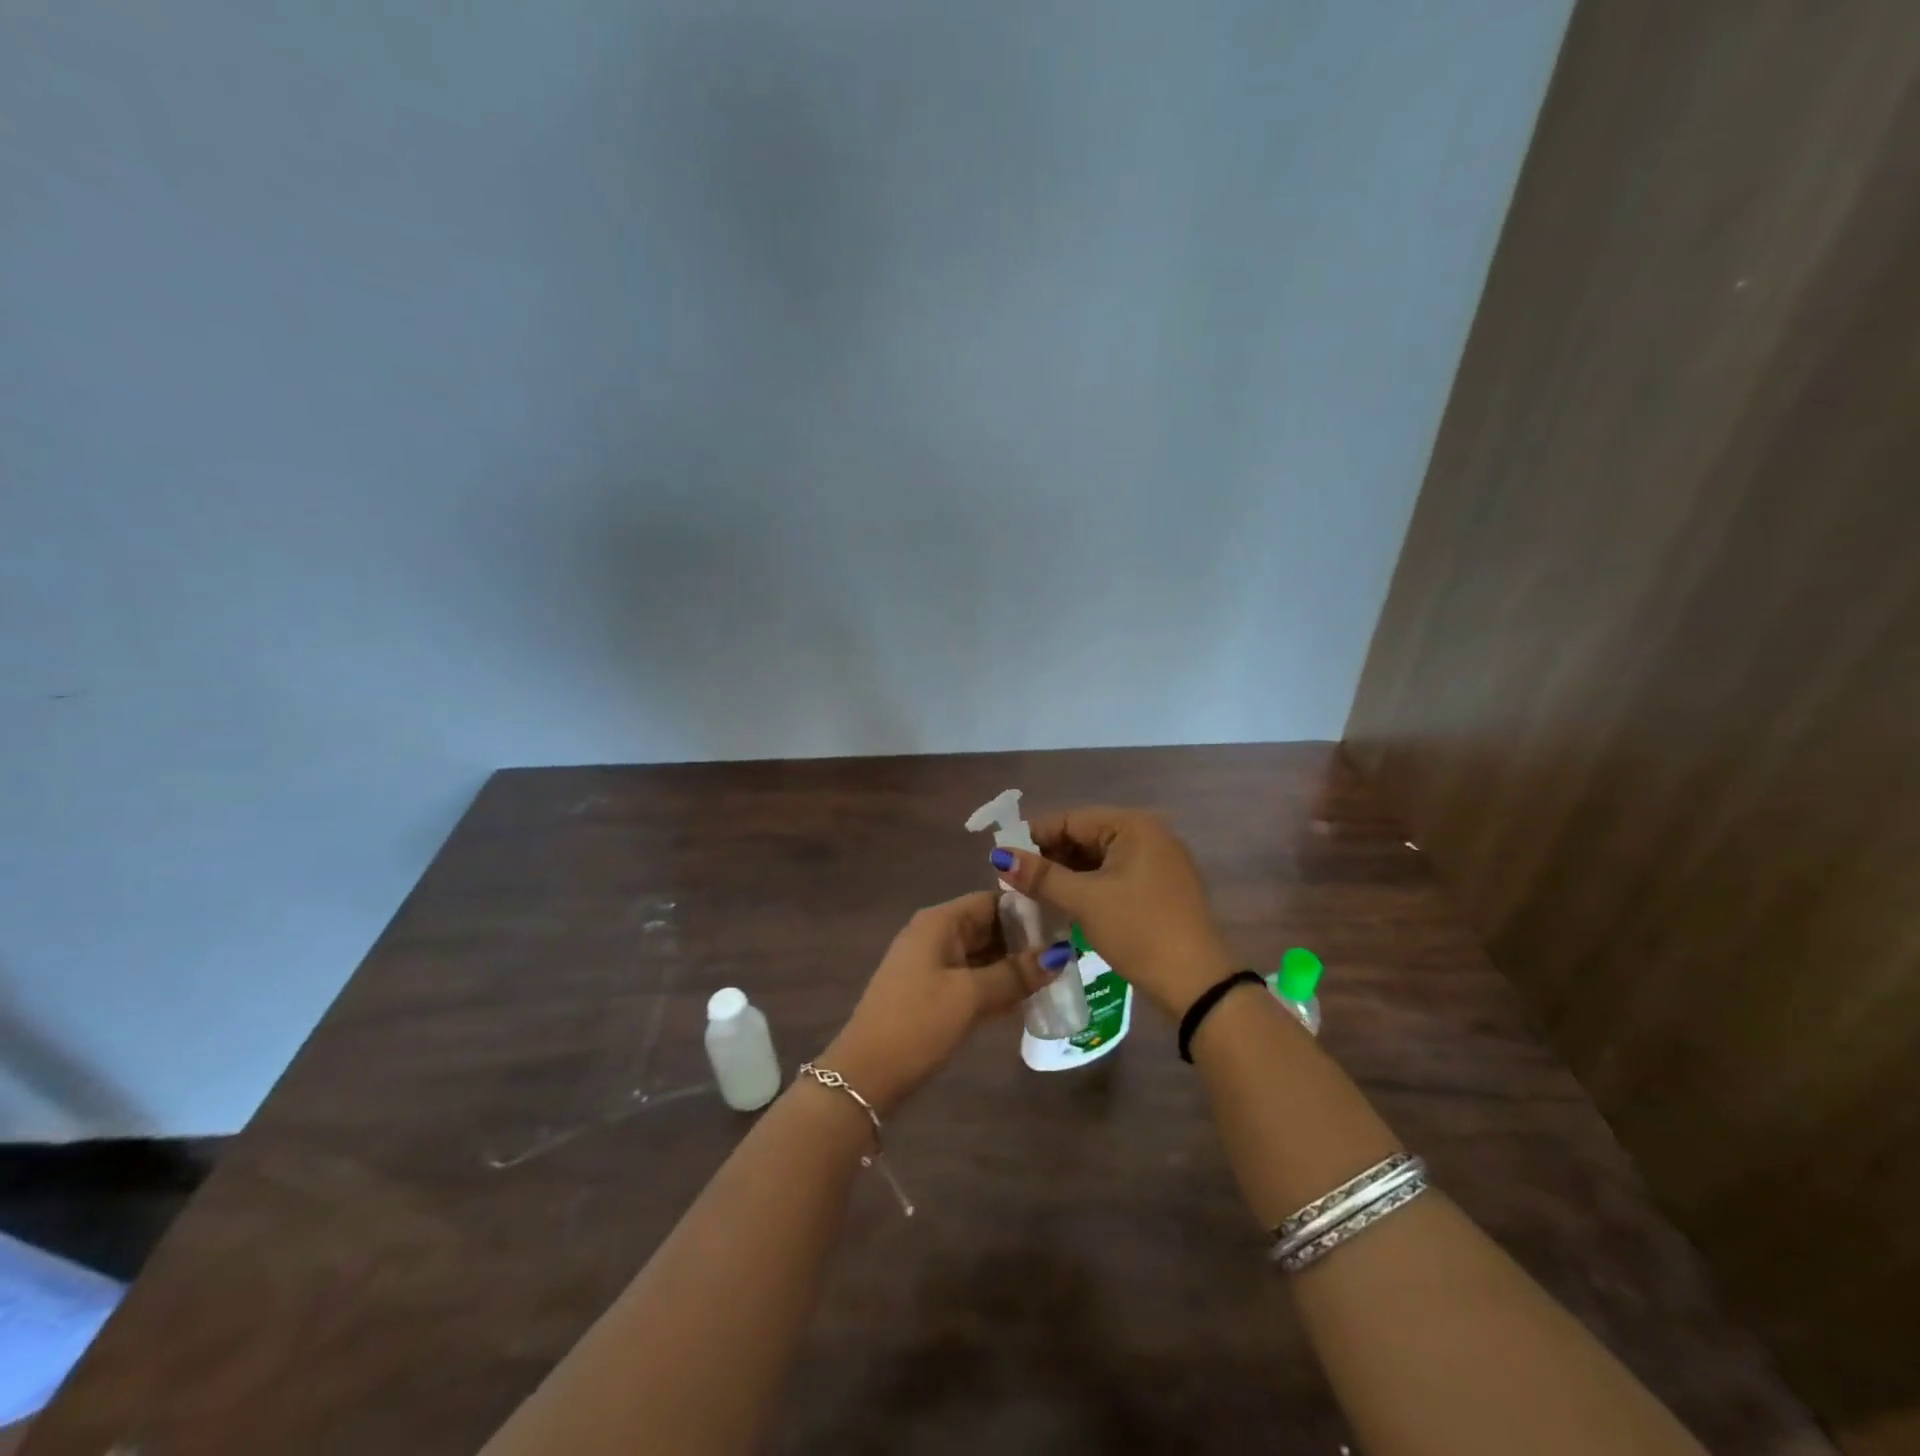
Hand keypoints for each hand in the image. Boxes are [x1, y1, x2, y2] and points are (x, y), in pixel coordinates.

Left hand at [820, 891, 1067, 1113]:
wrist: (865, 1074)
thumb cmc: (917, 1023)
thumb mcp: (969, 996)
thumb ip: (1014, 974)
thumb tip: (1060, 954)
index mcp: (939, 922)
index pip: (992, 901)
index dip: (1028, 910)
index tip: (1065, 925)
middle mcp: (936, 935)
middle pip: (989, 926)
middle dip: (1025, 941)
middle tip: (1071, 955)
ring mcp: (933, 965)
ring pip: (983, 955)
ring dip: (1014, 966)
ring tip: (1058, 978)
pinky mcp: (933, 993)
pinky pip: (974, 979)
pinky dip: (998, 986)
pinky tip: (1029, 1001)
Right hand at [990, 806, 1232, 1020]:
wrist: (1197, 984)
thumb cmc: (1138, 931)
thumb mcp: (1085, 901)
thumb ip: (1041, 876)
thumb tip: (999, 855)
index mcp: (1133, 825)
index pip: (1071, 819)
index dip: (1034, 836)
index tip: (1004, 859)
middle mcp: (1149, 834)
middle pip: (1086, 836)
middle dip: (1051, 858)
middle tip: (1017, 882)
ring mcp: (1159, 861)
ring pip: (1099, 858)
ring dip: (1068, 874)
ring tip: (1035, 895)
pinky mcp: (1161, 887)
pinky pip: (1115, 875)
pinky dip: (1090, 886)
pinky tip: (1066, 904)